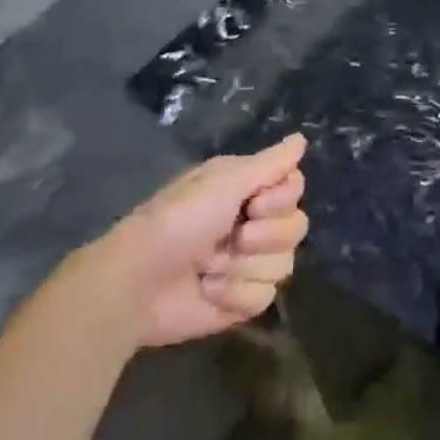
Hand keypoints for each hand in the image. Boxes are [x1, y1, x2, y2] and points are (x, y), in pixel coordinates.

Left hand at [106, 134, 307, 347]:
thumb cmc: (178, 221)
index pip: (295, 187)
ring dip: (243, 266)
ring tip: (209, 266)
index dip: (282, 199)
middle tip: (235, 236)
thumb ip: (270, 163)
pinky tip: (209, 290)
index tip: (254, 204)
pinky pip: (265, 297)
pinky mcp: (240, 301)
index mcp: (247, 189)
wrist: (138, 282)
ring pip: (283, 265)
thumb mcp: (224, 181)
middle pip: (296, 227)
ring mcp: (248, 264)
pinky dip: (235, 294)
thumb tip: (302, 138)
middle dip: (264, 236)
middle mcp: (252, 222)